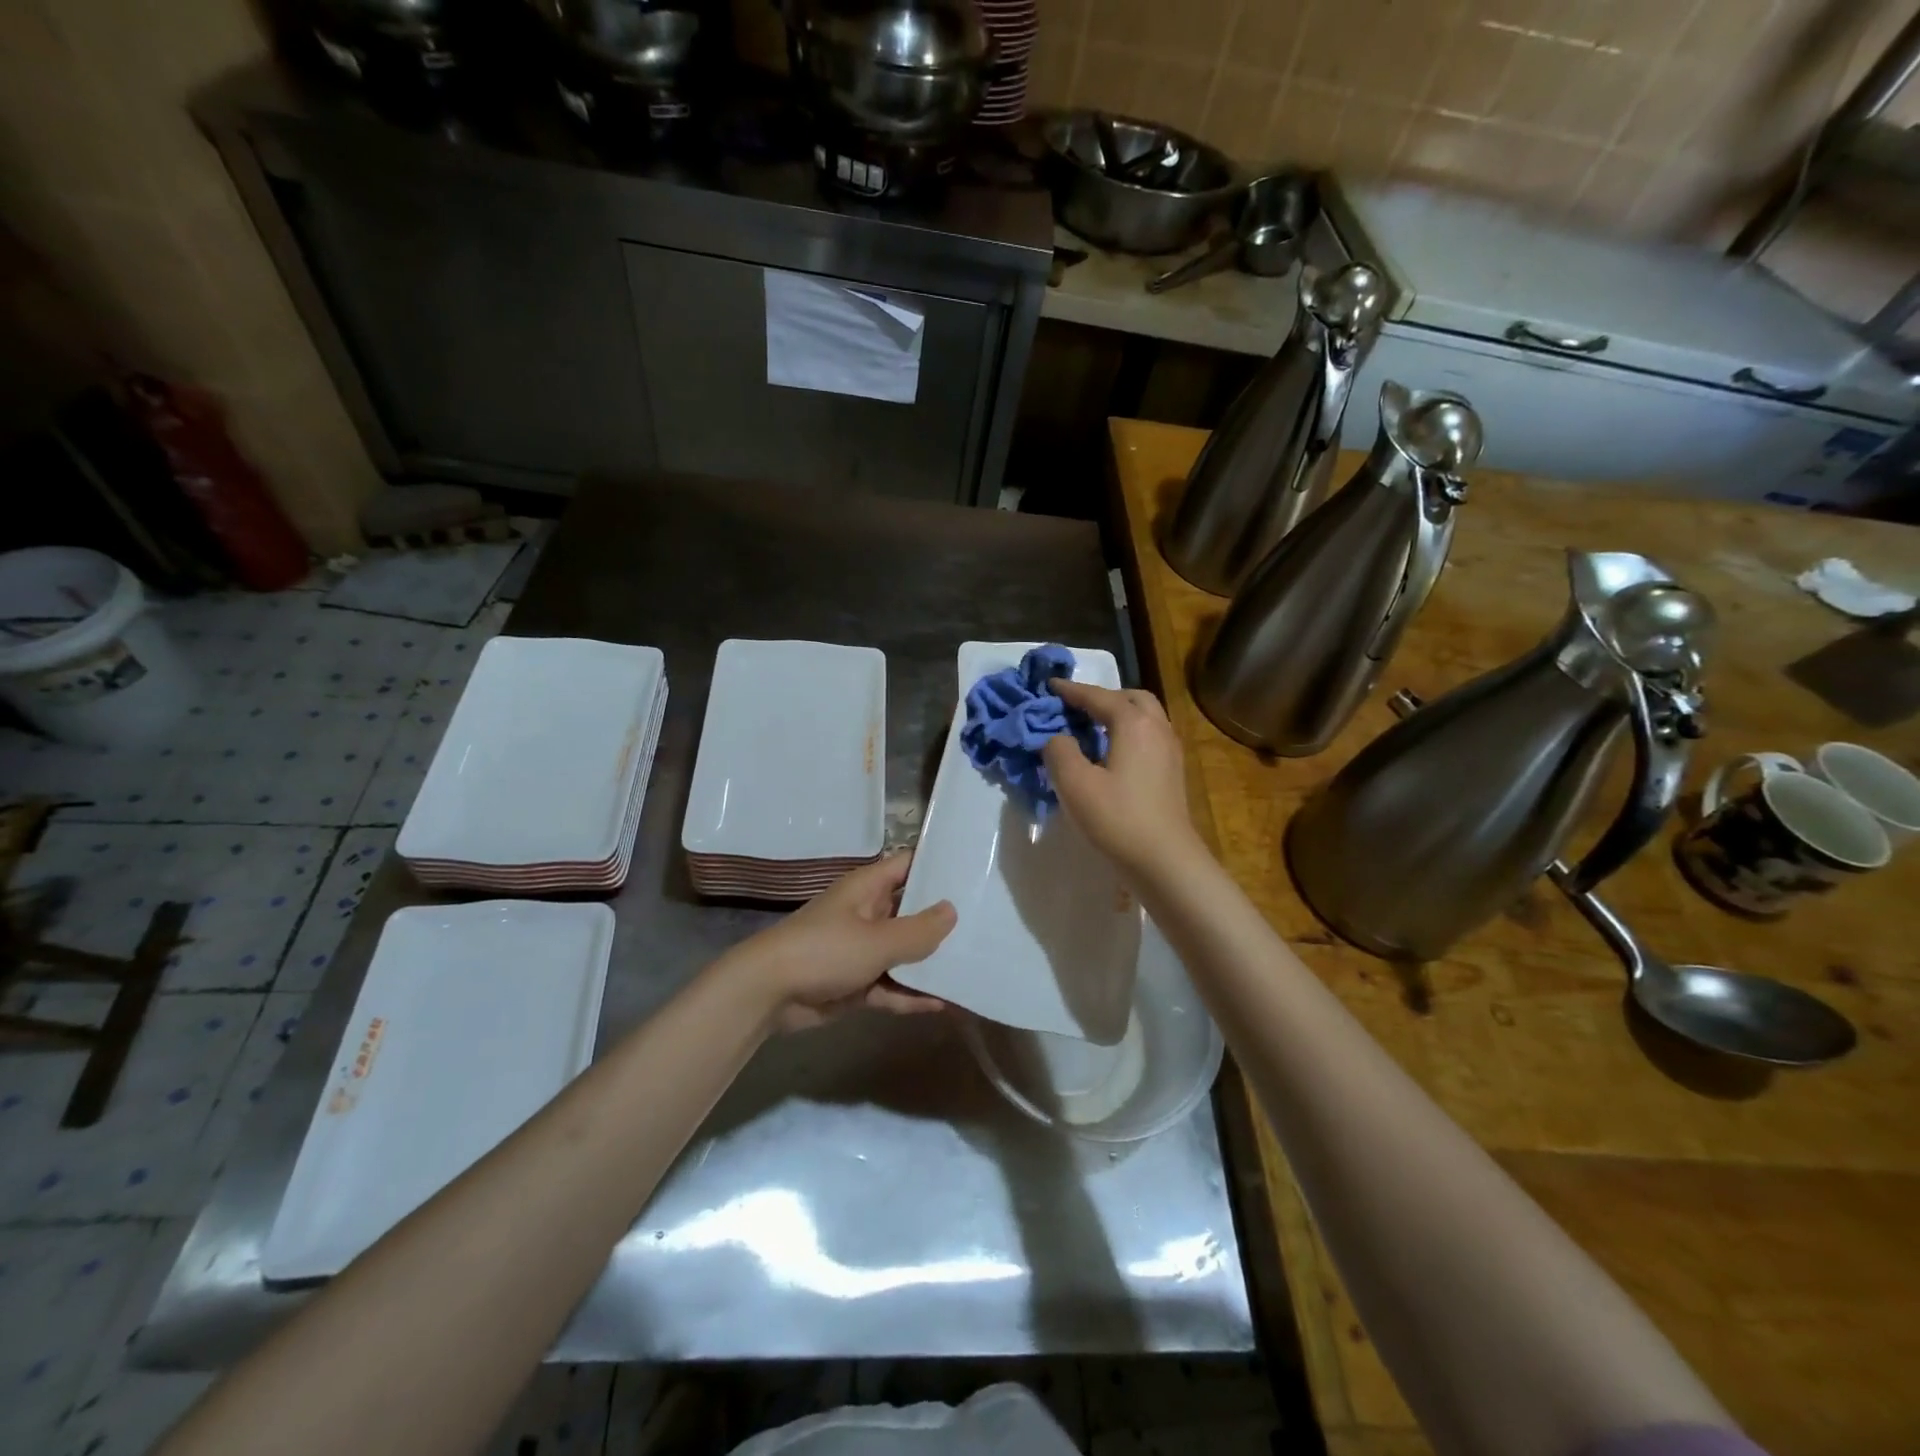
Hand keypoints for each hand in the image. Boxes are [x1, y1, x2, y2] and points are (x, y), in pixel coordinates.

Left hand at [720, 852, 955, 1032]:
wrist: (768, 994)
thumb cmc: (824, 951)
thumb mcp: (877, 940)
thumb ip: (918, 930)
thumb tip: (952, 910)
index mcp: (868, 889)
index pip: (908, 865)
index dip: (938, 866)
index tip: (973, 871)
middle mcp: (868, 913)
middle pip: (911, 911)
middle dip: (943, 920)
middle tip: (987, 924)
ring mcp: (862, 950)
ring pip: (904, 953)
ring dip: (930, 963)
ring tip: (973, 967)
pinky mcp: (857, 983)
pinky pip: (891, 986)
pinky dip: (911, 995)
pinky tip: (942, 1004)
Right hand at [1042, 679, 1203, 881]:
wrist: (1165, 861)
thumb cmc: (1117, 818)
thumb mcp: (1074, 784)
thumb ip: (1059, 751)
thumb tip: (1057, 738)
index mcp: (1133, 723)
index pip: (1098, 696)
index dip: (1071, 690)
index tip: (1049, 685)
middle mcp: (1157, 728)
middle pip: (1130, 698)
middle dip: (1102, 696)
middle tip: (1075, 706)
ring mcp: (1170, 750)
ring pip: (1144, 716)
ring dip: (1118, 713)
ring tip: (1091, 727)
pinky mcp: (1172, 772)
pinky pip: (1149, 736)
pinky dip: (1128, 732)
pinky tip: (1112, 753)